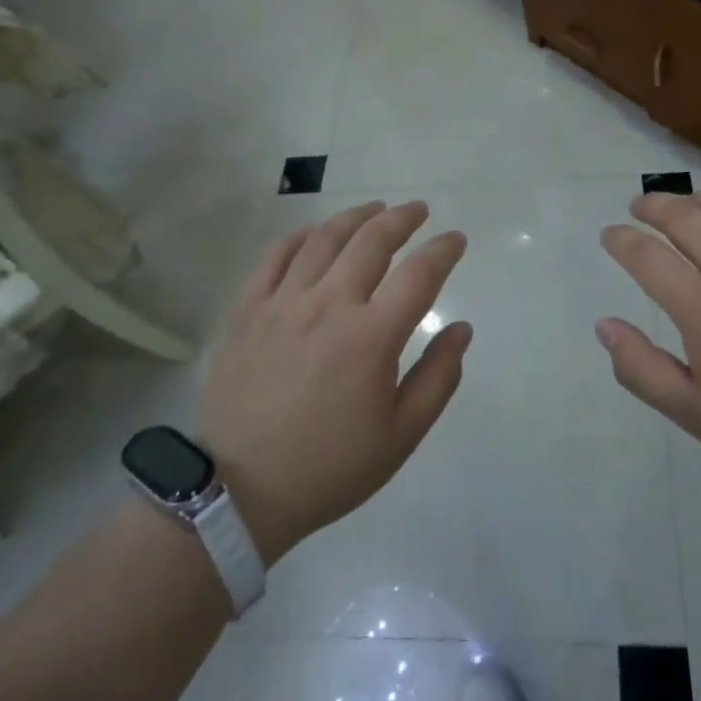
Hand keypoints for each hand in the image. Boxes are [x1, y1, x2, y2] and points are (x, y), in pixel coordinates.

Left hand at [193, 201, 471, 564]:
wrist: (237, 491)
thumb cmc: (328, 468)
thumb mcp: (399, 436)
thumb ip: (438, 378)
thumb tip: (462, 329)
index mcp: (371, 336)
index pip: (419, 274)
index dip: (443, 250)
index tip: (455, 239)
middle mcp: (329, 304)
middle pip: (372, 241)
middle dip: (402, 219)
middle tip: (418, 211)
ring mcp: (283, 302)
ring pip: (325, 238)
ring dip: (356, 216)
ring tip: (375, 209)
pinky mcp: (247, 309)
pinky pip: (276, 255)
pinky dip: (301, 235)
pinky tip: (316, 232)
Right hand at [596, 191, 700, 503]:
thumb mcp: (694, 414)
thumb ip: (641, 369)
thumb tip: (604, 326)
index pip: (646, 255)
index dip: (620, 240)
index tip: (610, 235)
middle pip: (684, 216)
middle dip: (652, 205)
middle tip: (639, 207)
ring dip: (697, 199)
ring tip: (685, 204)